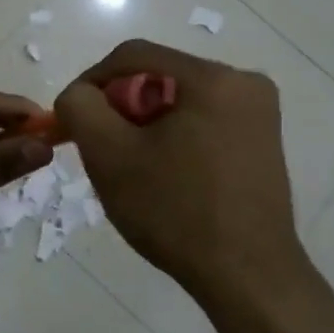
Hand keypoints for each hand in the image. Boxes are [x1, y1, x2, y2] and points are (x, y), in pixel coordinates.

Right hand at [53, 40, 316, 317]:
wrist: (246, 276)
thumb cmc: (175, 211)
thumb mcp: (109, 155)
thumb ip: (80, 108)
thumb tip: (78, 94)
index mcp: (214, 78)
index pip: (132, 55)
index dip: (91, 81)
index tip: (71, 119)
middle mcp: (245, 84)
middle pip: (158, 78)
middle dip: (120, 108)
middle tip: (100, 149)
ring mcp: (259, 114)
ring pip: (178, 102)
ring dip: (144, 126)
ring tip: (129, 167)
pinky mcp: (262, 142)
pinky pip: (201, 123)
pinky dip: (172, 139)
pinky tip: (162, 176)